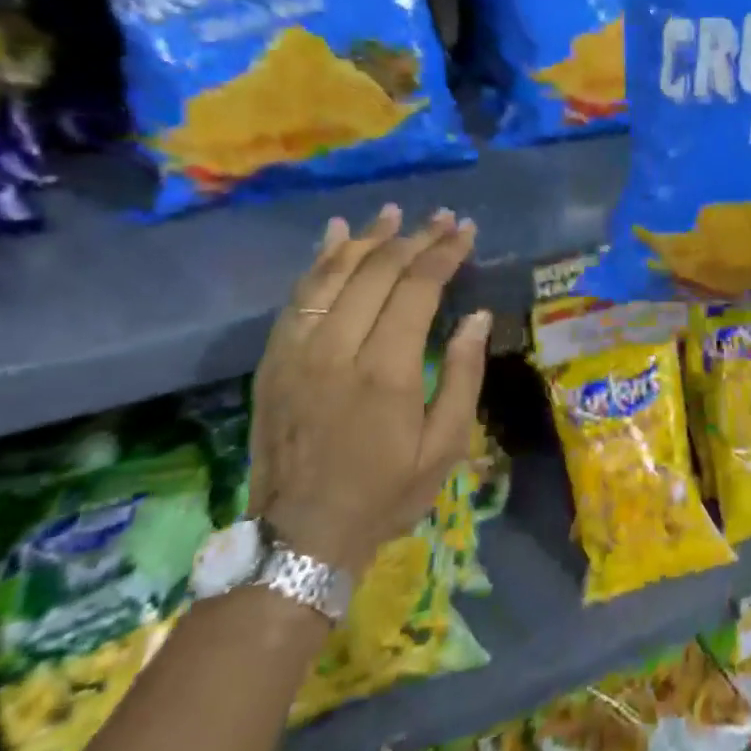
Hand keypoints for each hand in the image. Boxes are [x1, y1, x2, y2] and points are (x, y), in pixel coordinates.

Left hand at [248, 205, 490, 574]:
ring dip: (367, 238)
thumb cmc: (384, 492)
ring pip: (333, 273)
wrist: (299, 537)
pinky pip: (298, 295)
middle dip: (415, 238)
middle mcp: (337, 348)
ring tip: (394, 213)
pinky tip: (336, 234)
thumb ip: (462, 376)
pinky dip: (320, 259)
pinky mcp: (274, 358)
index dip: (444, 253)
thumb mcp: (444, 446)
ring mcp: (298, 350)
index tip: (466, 230)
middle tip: (442, 218)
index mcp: (386, 371)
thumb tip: (476, 317)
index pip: (417, 288)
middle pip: (377, 271)